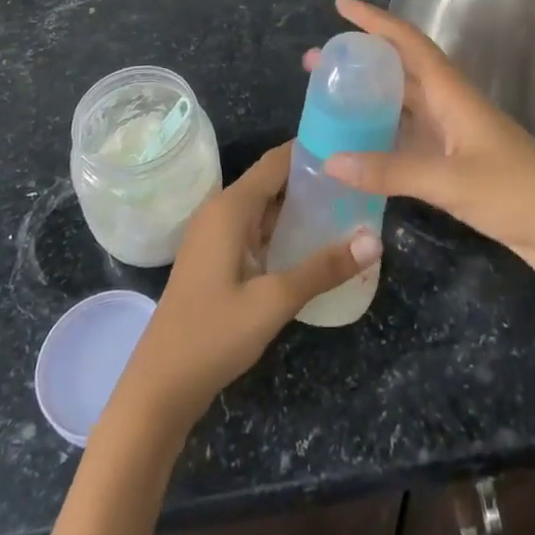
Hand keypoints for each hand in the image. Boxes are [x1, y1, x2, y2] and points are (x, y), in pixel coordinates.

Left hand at [118, 143, 380, 427]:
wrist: (160, 387)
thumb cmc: (212, 334)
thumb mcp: (273, 301)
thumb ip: (323, 268)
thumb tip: (375, 240)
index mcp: (230, 207)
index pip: (276, 162)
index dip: (311, 151)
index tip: (351, 147)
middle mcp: (221, 212)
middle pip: (272, 182)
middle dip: (312, 181)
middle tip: (359, 184)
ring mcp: (216, 237)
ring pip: (265, 209)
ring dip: (300, 209)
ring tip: (348, 210)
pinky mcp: (216, 260)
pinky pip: (256, 232)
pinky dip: (284, 232)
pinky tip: (314, 246)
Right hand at [314, 0, 534, 288]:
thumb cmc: (518, 192)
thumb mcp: (451, 180)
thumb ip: (391, 170)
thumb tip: (329, 160)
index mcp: (452, 92)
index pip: (407, 42)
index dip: (374, 20)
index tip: (340, 4)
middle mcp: (449, 105)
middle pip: (398, 71)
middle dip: (359, 61)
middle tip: (316, 62)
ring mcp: (453, 136)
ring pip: (401, 107)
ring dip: (366, 100)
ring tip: (326, 102)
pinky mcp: (455, 166)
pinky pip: (408, 142)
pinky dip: (380, 140)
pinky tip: (356, 152)